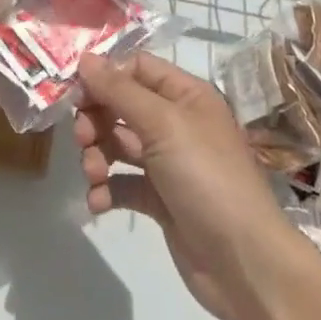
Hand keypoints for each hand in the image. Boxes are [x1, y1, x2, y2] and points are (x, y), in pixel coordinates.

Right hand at [75, 51, 300, 319]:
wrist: (244, 262)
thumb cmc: (207, 178)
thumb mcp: (163, 124)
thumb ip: (119, 90)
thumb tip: (84, 57)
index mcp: (186, 95)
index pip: (137, 67)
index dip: (105, 75)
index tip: (76, 93)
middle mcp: (177, 123)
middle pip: (122, 106)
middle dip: (96, 120)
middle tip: (82, 138)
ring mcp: (168, 163)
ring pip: (118, 145)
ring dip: (97, 155)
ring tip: (94, 174)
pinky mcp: (160, 200)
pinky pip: (123, 184)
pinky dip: (106, 189)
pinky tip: (98, 202)